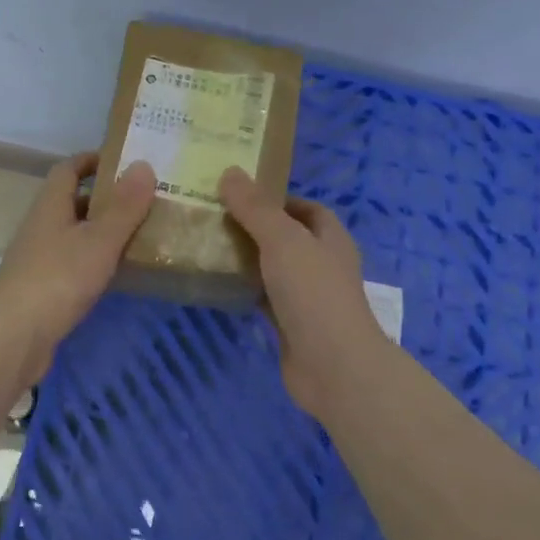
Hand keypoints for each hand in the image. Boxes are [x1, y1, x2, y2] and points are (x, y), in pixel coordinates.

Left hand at [0, 152, 156, 375]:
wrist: (15, 336)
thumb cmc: (59, 278)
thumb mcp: (99, 239)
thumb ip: (124, 206)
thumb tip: (143, 164)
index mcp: (50, 205)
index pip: (68, 169)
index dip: (93, 160)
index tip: (124, 161)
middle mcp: (40, 226)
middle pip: (72, 201)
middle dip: (104, 198)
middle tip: (142, 200)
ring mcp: (38, 258)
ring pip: (73, 233)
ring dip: (101, 230)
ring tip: (139, 233)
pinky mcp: (41, 287)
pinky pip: (72, 261)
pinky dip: (94, 259)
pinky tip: (116, 271)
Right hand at [219, 166, 389, 416]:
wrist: (334, 367)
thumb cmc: (314, 293)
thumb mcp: (282, 240)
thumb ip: (255, 207)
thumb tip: (230, 172)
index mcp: (330, 238)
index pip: (305, 208)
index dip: (276, 198)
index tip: (238, 193)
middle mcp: (321, 264)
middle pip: (285, 237)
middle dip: (253, 226)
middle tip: (213, 215)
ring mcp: (307, 297)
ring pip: (272, 268)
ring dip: (245, 258)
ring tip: (206, 244)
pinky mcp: (290, 324)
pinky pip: (263, 298)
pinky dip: (243, 289)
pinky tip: (215, 282)